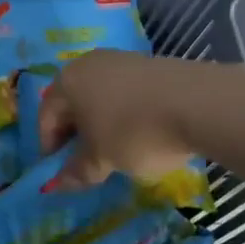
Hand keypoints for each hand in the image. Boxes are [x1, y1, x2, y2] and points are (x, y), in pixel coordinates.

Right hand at [39, 51, 201, 183]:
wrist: (198, 103)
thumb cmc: (134, 131)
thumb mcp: (102, 159)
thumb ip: (78, 171)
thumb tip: (59, 183)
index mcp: (68, 81)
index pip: (46, 114)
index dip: (49, 145)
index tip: (60, 170)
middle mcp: (89, 63)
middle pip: (72, 101)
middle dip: (75, 132)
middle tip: (86, 161)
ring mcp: (121, 60)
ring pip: (100, 95)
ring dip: (101, 122)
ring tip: (115, 149)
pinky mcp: (150, 64)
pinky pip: (126, 92)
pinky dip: (125, 112)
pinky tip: (141, 132)